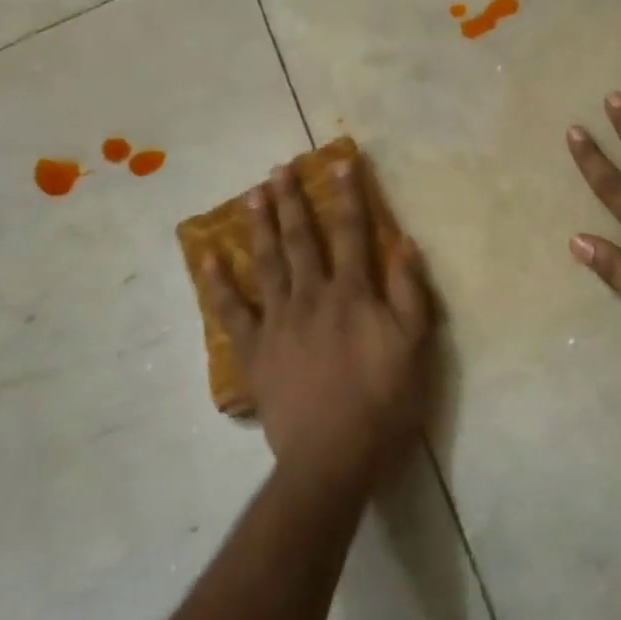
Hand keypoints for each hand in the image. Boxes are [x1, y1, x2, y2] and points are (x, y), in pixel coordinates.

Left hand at [204, 157, 434, 492]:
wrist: (333, 455)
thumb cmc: (383, 402)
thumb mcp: (414, 347)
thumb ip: (410, 293)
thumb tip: (404, 243)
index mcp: (353, 294)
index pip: (353, 234)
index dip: (349, 197)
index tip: (341, 163)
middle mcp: (312, 296)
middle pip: (301, 240)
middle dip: (292, 201)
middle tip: (278, 169)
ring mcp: (278, 322)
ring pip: (266, 263)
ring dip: (259, 226)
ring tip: (251, 195)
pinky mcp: (254, 350)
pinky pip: (231, 311)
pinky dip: (218, 284)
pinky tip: (207, 258)